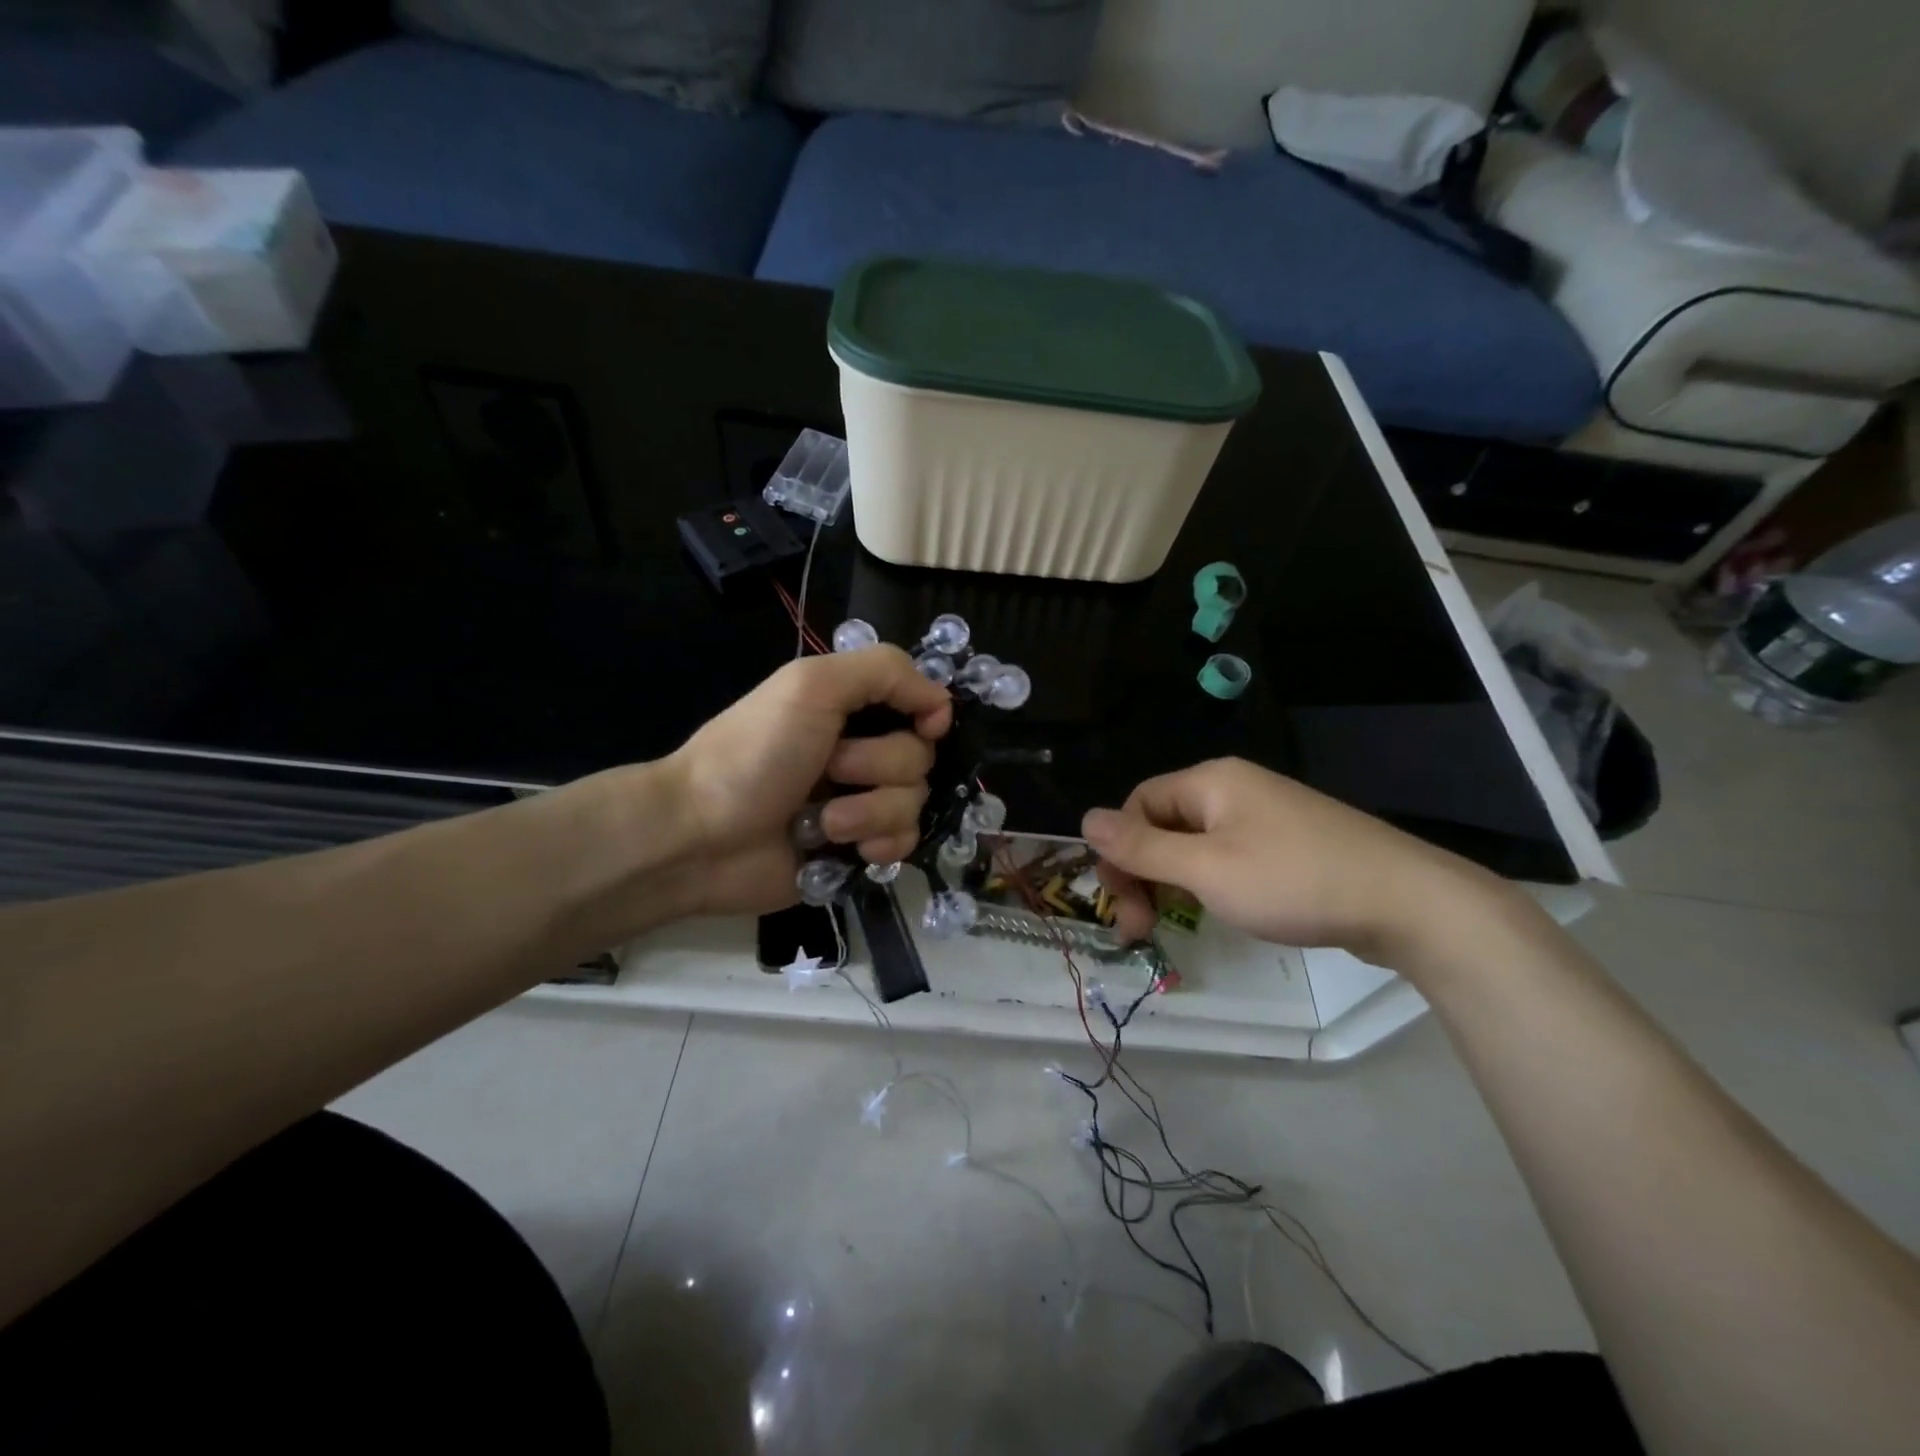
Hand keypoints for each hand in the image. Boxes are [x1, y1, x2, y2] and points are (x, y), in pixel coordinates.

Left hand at [661, 647, 952, 916]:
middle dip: (878, 766)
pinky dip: (880, 845)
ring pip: (915, 802)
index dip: (930, 715)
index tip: (923, 727)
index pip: (923, 702)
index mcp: (852, 707)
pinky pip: (905, 843)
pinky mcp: (859, 848)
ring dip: (871, 811)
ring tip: (824, 821)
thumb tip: (942, 703)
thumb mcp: (812, 685)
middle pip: (921, 756)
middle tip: (830, 771)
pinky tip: (850, 850)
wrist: (700, 837)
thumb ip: (884, 672)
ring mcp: (862, 801)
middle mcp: (863, 750)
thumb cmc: (754, 753)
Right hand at [1082, 758, 1506, 965]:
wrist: (1410, 904)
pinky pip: (1227, 856)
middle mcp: (1233, 788)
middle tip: (1140, 930)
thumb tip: (1085, 818)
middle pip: (1163, 824)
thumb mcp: (1206, 869)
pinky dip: (1208, 884)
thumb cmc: (1295, 881)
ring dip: (1171, 884)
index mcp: (1210, 781)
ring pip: (1194, 844)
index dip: (1120, 852)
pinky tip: (1215, 912)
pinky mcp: (1288, 844)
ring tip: (1171, 927)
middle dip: (1143, 874)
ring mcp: (1265, 816)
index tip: (1121, 906)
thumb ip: (1143, 847)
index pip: (1138, 804)